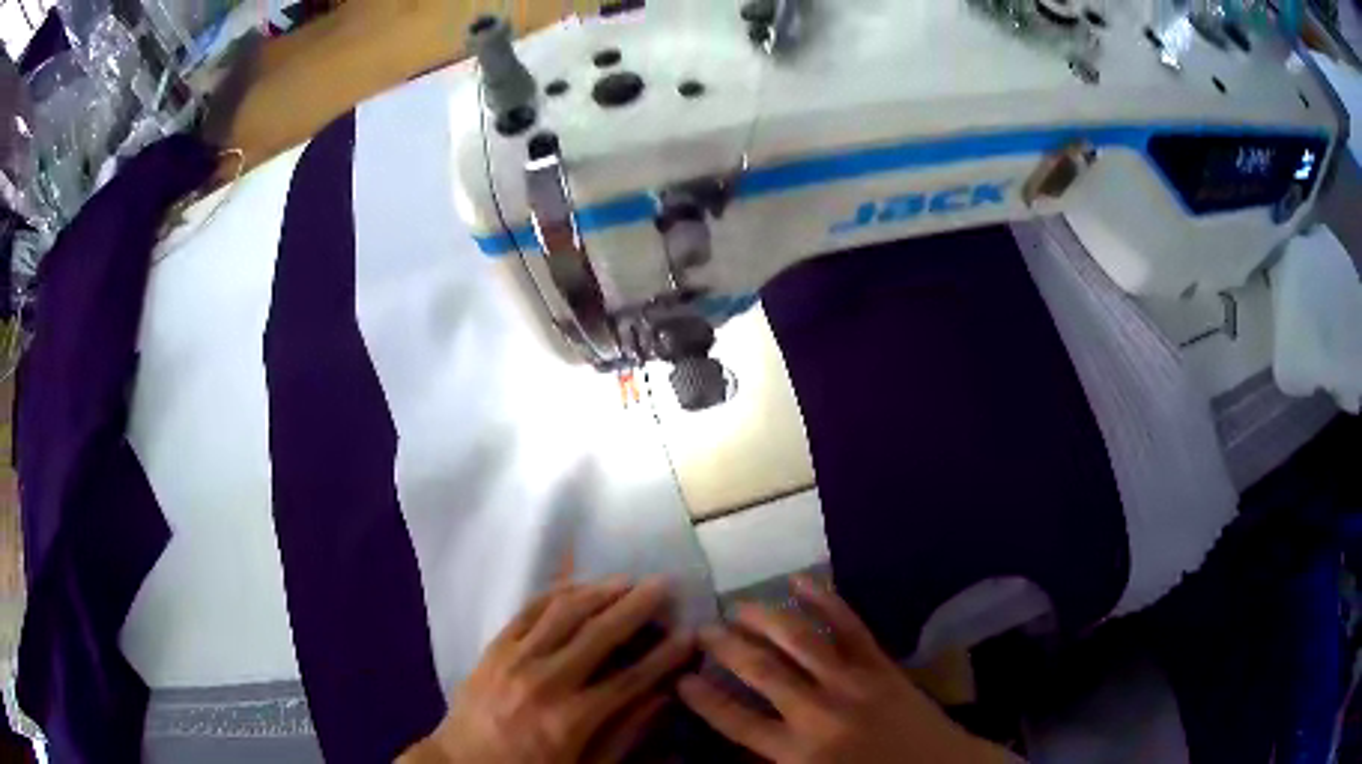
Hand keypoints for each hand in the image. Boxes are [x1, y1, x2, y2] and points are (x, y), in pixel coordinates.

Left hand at [401, 577, 694, 763]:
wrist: (461, 763)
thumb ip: (624, 735)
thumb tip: (661, 697)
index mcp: (571, 719)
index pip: (630, 679)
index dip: (665, 656)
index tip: (690, 634)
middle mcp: (545, 680)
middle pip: (600, 633)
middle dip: (638, 606)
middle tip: (665, 585)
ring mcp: (514, 658)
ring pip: (564, 612)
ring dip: (600, 590)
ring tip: (628, 579)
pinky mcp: (494, 646)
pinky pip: (529, 609)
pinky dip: (557, 592)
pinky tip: (578, 585)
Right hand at [678, 576, 1015, 763]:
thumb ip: (773, 760)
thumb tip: (736, 746)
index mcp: (798, 753)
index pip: (737, 721)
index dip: (704, 698)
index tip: (679, 677)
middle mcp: (819, 712)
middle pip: (761, 672)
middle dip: (726, 648)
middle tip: (701, 630)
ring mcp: (854, 682)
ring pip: (800, 640)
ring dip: (764, 618)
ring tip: (737, 605)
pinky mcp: (881, 665)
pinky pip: (849, 626)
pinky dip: (824, 599)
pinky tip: (800, 580)